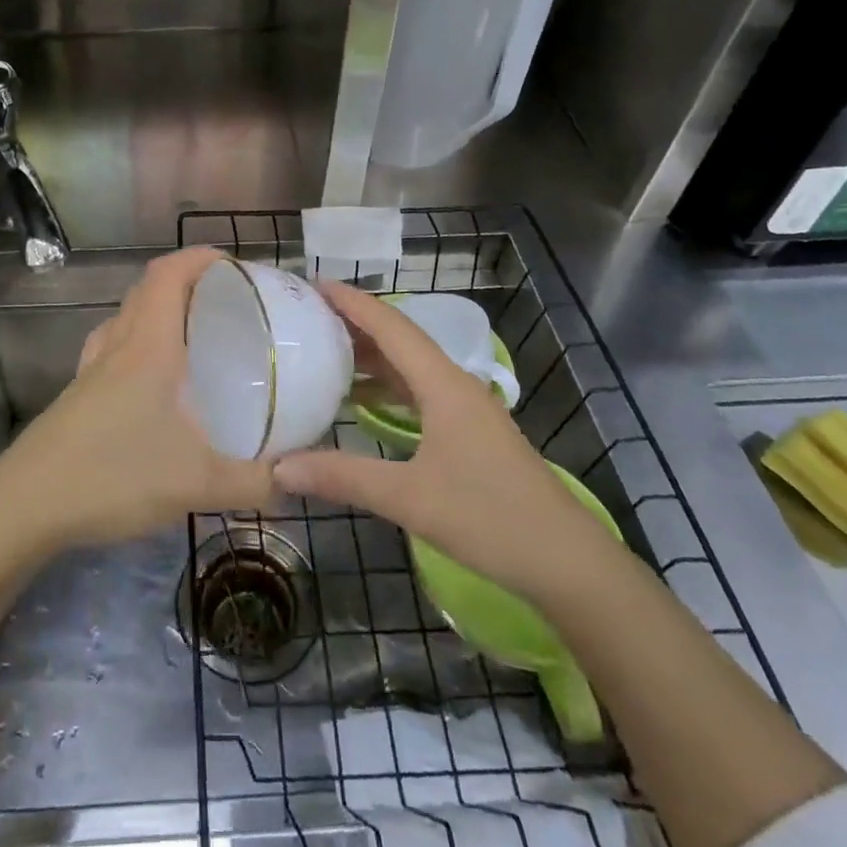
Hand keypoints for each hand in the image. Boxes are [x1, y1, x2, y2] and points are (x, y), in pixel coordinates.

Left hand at [0, 247, 277, 551]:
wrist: (25, 506)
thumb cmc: (113, 476)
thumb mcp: (197, 484)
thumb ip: (255, 483)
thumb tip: (298, 480)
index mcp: (148, 347)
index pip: (168, 275)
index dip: (199, 258)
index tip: (233, 264)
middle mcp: (117, 347)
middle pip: (146, 290)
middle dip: (185, 281)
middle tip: (223, 301)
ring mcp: (90, 371)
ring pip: (125, 318)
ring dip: (156, 310)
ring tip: (190, 334)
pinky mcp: (76, 396)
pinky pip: (110, 349)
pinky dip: (135, 345)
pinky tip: (151, 382)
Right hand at [273, 281, 616, 599]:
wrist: (567, 563)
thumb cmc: (491, 519)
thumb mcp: (409, 498)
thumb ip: (343, 477)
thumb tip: (279, 467)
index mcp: (443, 385)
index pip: (392, 327)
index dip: (353, 302)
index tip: (314, 284)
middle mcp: (455, 386)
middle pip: (401, 340)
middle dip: (356, 323)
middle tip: (308, 317)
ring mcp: (465, 410)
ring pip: (410, 368)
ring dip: (371, 356)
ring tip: (325, 352)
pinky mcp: (469, 433)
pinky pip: (419, 392)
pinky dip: (387, 387)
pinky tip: (362, 403)